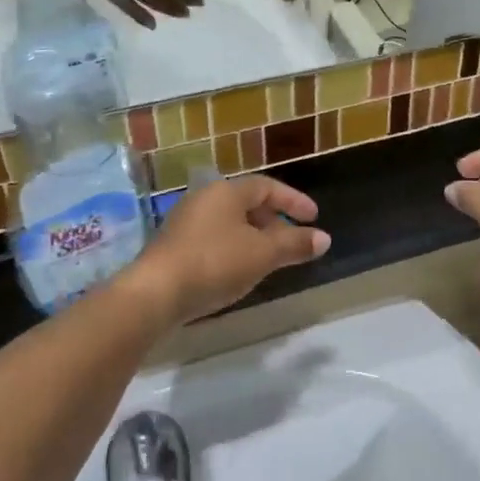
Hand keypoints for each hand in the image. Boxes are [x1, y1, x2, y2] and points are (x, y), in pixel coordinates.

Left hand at [126, 176, 330, 327]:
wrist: (154, 294)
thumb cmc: (214, 263)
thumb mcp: (262, 254)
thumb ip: (295, 244)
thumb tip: (325, 239)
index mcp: (226, 192)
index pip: (267, 186)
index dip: (293, 200)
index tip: (314, 218)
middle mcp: (204, 199)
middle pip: (247, 203)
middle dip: (274, 221)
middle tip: (293, 241)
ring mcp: (185, 223)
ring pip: (230, 223)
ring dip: (255, 237)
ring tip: (271, 259)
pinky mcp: (174, 247)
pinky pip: (214, 239)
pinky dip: (235, 249)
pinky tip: (240, 272)